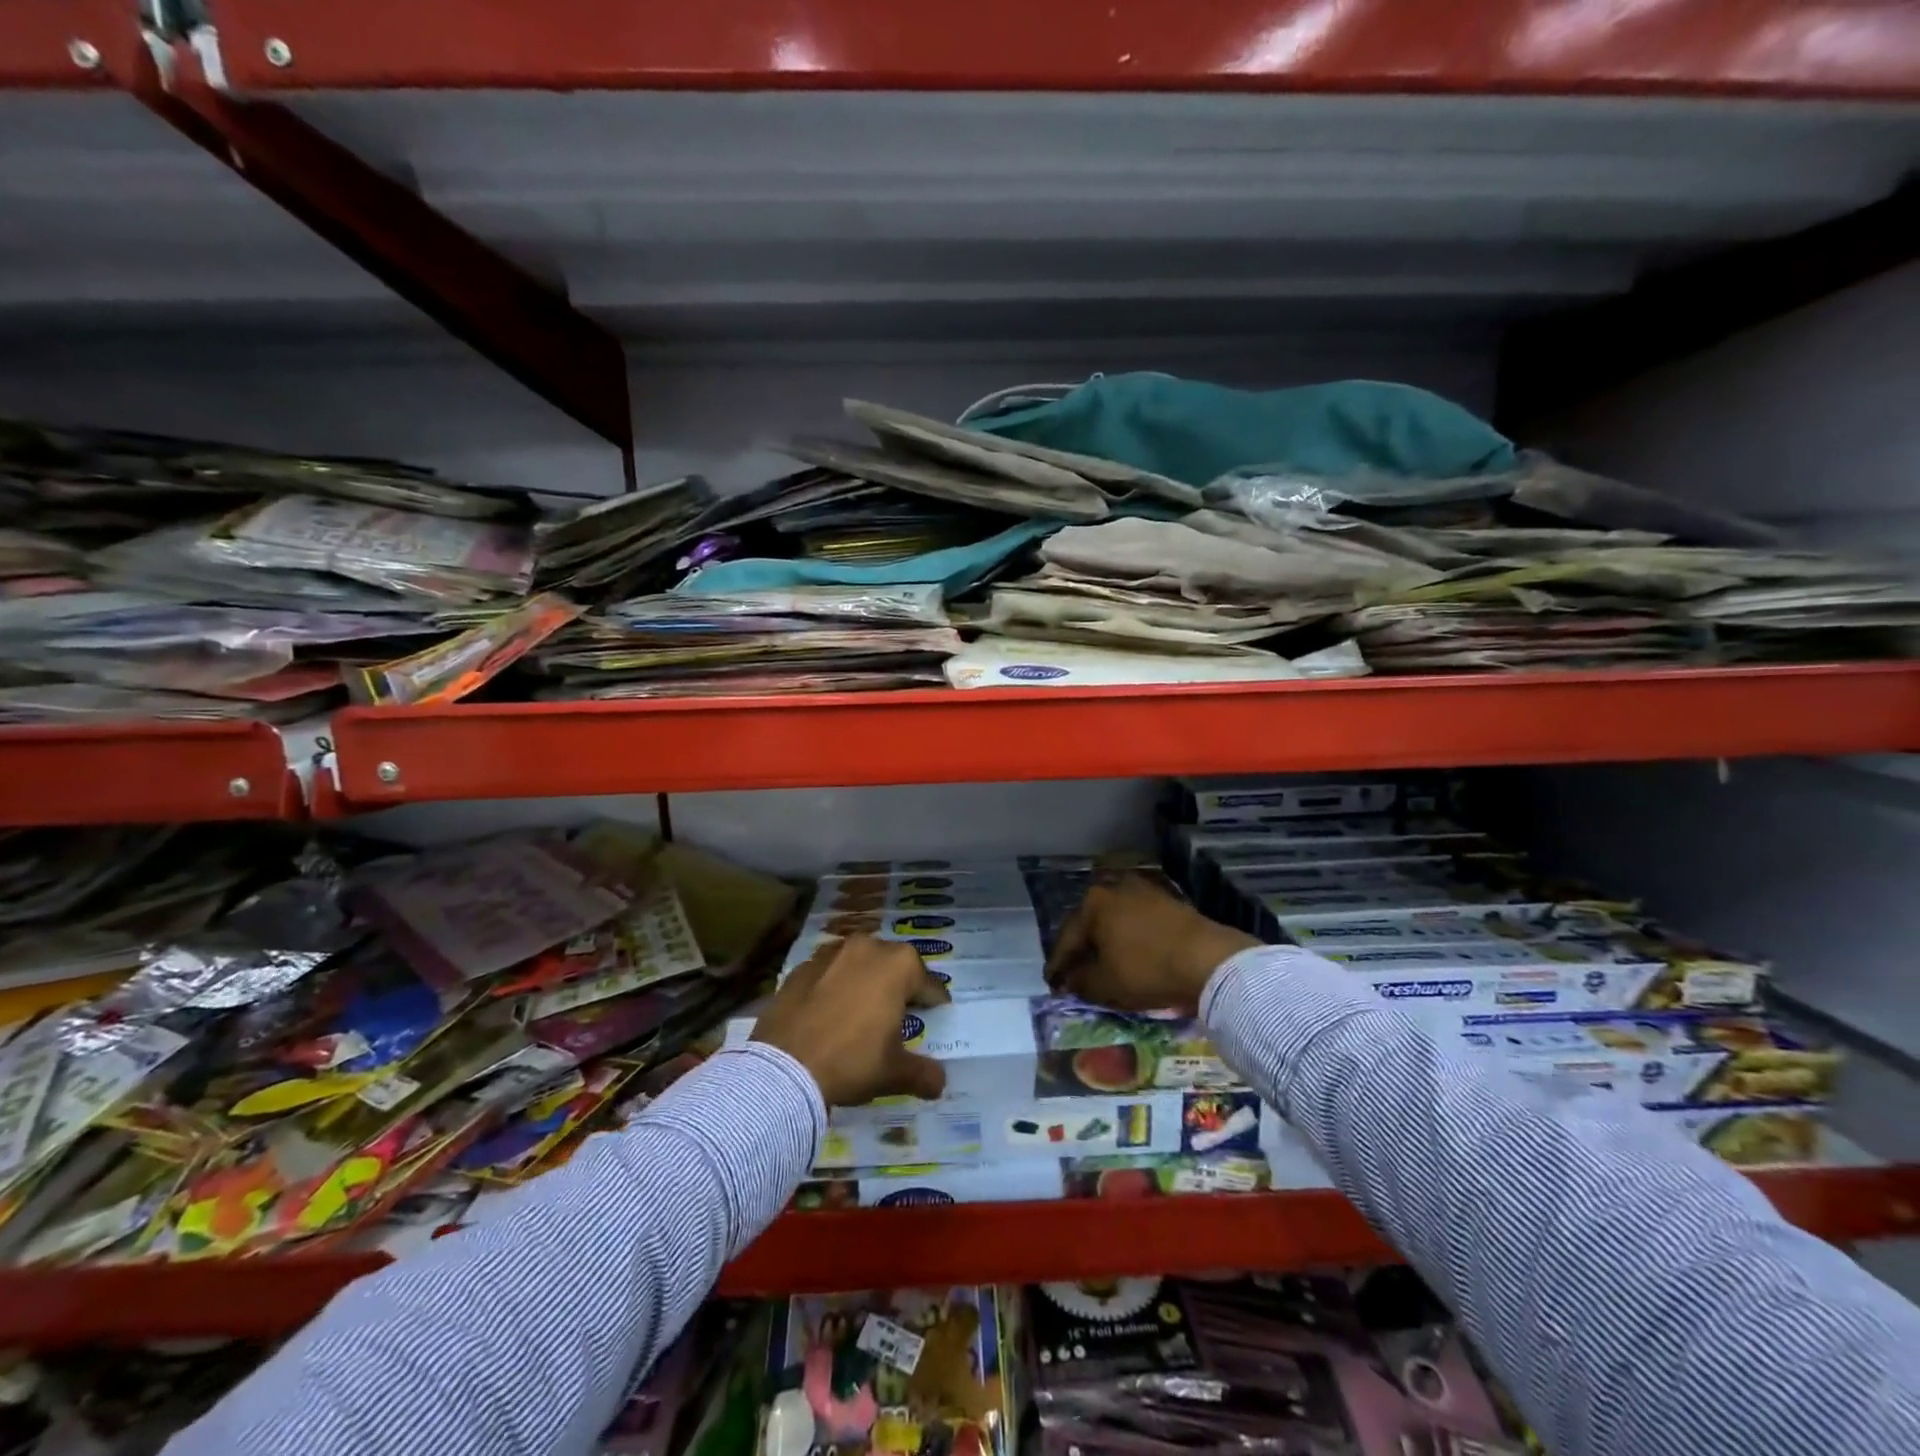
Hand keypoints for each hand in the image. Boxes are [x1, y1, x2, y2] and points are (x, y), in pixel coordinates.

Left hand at [752, 935, 951, 1106]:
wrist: (784, 1068)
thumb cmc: (851, 1061)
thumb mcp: (894, 1073)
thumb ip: (923, 1074)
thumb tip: (939, 1083)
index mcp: (898, 965)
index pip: (928, 983)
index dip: (935, 1000)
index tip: (938, 1011)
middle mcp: (867, 947)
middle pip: (893, 965)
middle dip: (900, 985)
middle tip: (900, 1011)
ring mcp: (830, 953)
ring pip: (859, 963)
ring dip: (865, 980)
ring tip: (863, 1009)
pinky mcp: (801, 967)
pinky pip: (828, 973)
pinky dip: (834, 986)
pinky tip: (830, 1011)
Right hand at [1045, 874, 1258, 1012]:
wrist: (1207, 959)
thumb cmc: (1147, 969)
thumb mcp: (1105, 984)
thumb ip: (1079, 981)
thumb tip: (1070, 979)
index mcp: (1093, 904)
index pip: (1066, 939)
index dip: (1057, 966)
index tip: (1051, 984)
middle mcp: (1114, 888)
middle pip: (1089, 924)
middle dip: (1080, 949)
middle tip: (1073, 972)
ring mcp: (1143, 891)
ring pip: (1114, 921)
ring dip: (1105, 942)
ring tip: (1102, 964)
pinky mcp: (1167, 901)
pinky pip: (1136, 922)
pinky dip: (1128, 938)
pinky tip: (1129, 954)